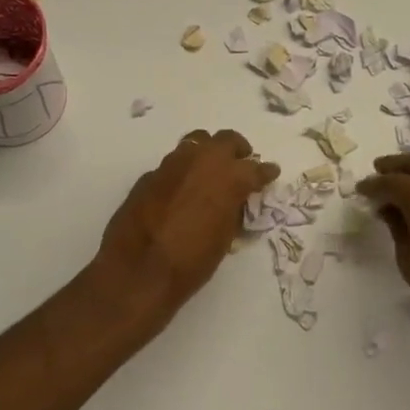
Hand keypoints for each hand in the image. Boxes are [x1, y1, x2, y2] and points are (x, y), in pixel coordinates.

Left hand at [96, 130, 279, 319]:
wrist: (138, 269)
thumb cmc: (191, 261)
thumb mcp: (224, 238)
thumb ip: (232, 211)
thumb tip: (233, 202)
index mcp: (229, 177)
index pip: (256, 168)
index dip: (265, 172)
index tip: (270, 173)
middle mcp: (202, 161)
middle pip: (226, 140)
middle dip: (237, 150)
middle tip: (240, 163)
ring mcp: (172, 164)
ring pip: (196, 143)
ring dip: (207, 154)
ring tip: (209, 171)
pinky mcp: (149, 175)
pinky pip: (173, 165)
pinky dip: (183, 172)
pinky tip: (181, 191)